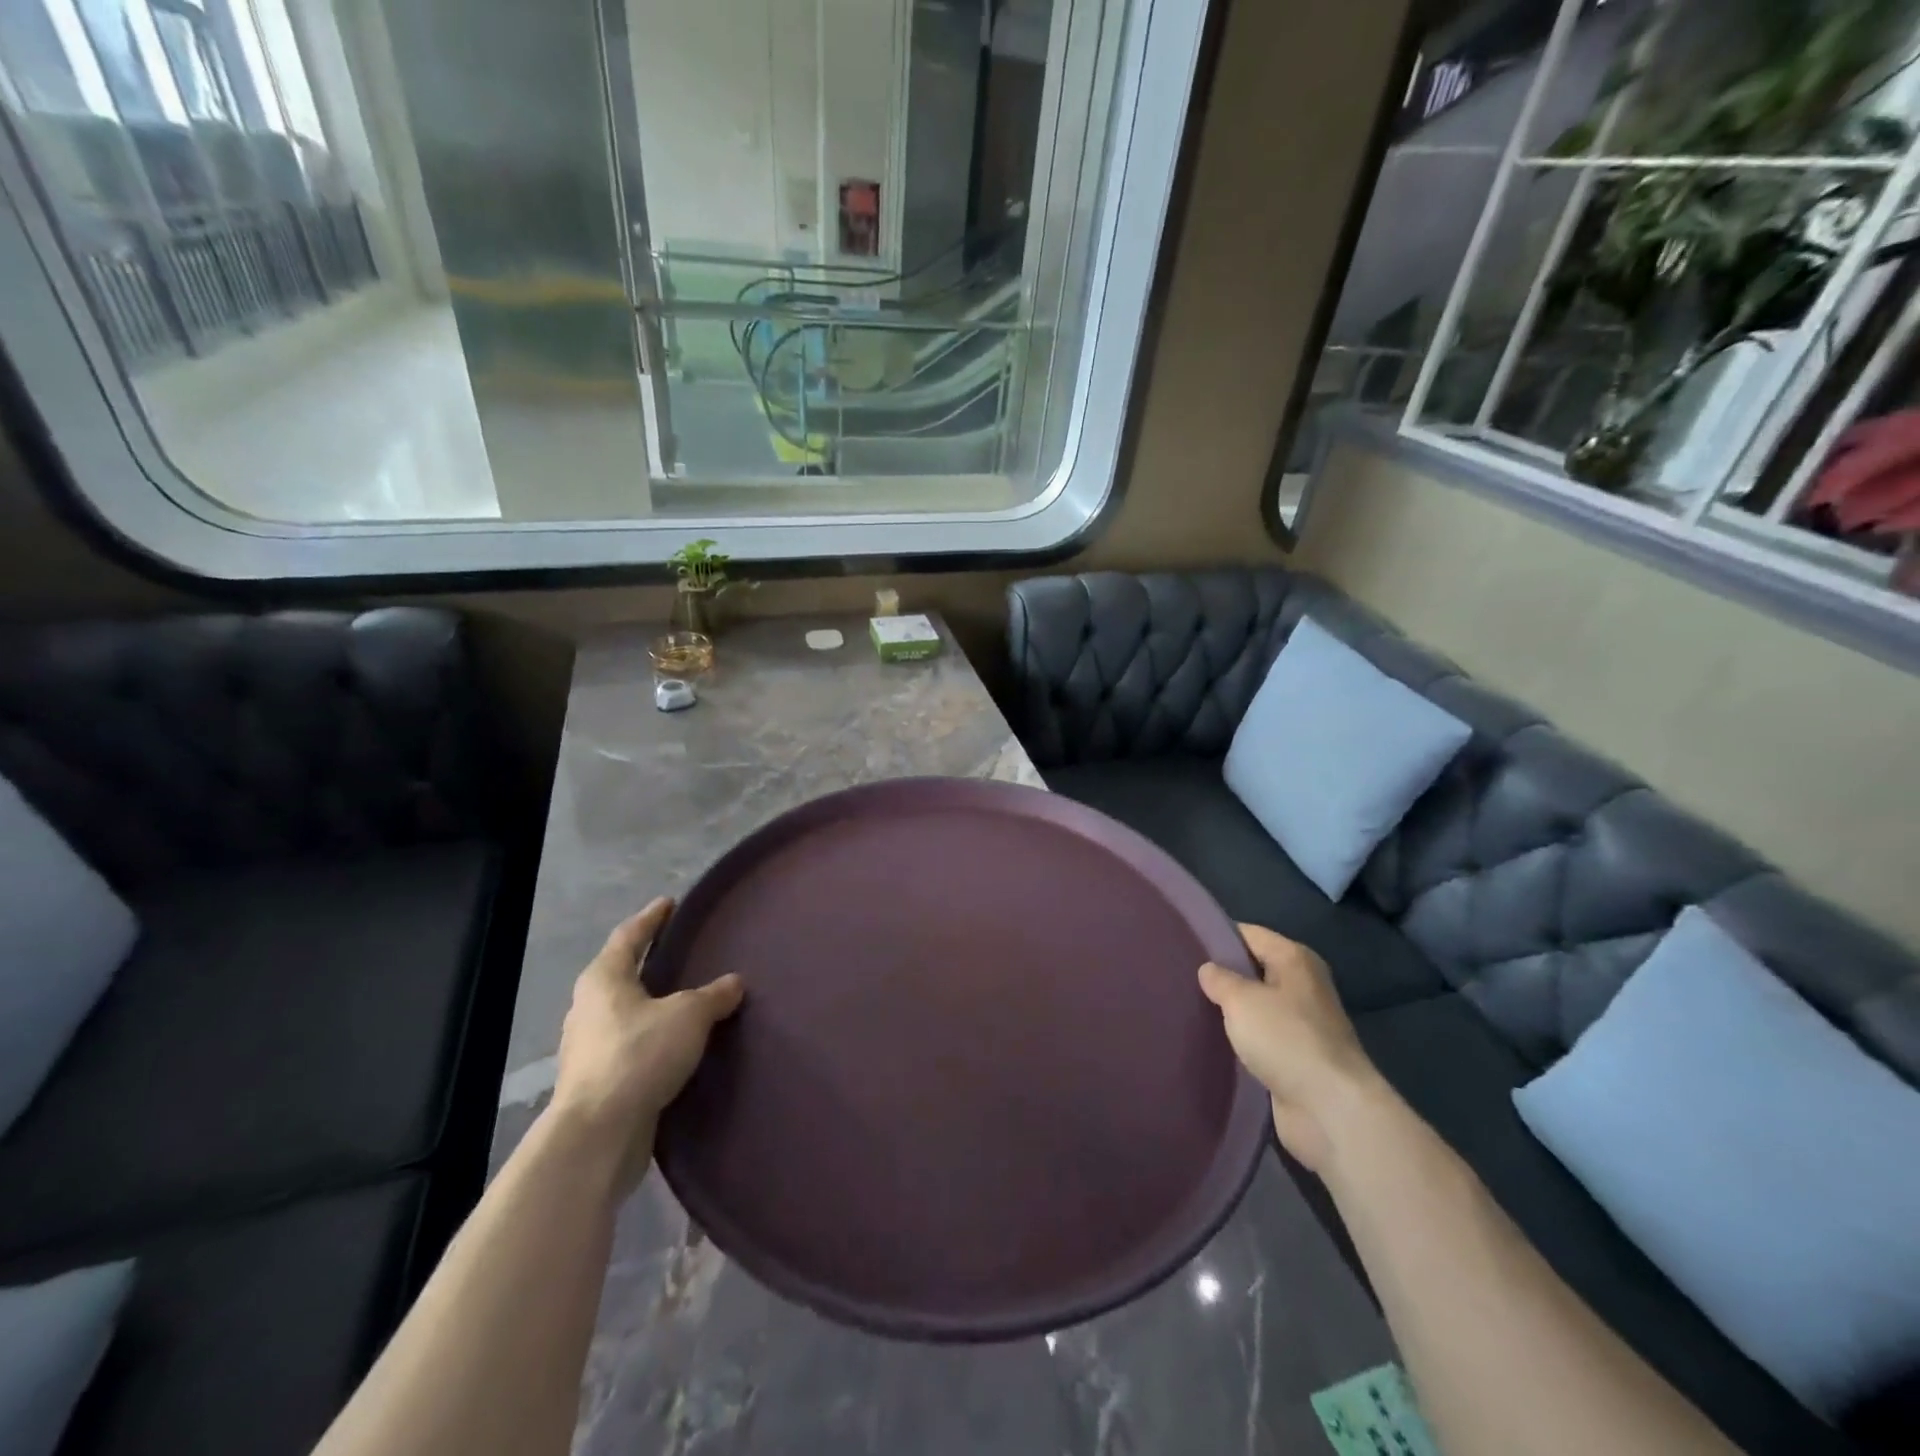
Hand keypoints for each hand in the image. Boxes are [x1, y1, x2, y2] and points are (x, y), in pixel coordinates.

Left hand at [550, 898, 743, 1192]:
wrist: (598, 1134)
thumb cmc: (639, 1055)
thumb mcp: (689, 1016)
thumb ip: (713, 995)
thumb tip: (733, 982)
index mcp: (604, 978)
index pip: (629, 935)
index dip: (652, 918)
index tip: (669, 903)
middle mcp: (588, 1007)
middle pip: (621, 973)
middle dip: (648, 961)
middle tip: (679, 950)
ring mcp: (588, 1046)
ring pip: (624, 1012)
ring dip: (650, 1003)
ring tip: (683, 999)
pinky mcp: (597, 1080)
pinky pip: (629, 1045)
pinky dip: (651, 1037)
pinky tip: (674, 1045)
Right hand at [1198, 925, 1382, 1172]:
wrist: (1330, 1110)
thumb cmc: (1286, 1039)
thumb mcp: (1242, 999)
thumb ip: (1220, 979)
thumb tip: (1208, 970)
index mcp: (1295, 959)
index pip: (1249, 934)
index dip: (1217, 936)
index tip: (1182, 943)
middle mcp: (1302, 986)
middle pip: (1253, 971)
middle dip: (1221, 976)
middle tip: (1179, 978)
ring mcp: (1302, 1025)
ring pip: (1255, 1008)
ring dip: (1230, 1012)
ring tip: (1188, 1008)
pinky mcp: (1296, 1059)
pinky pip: (1260, 1040)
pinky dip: (1240, 1041)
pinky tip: (1211, 1042)